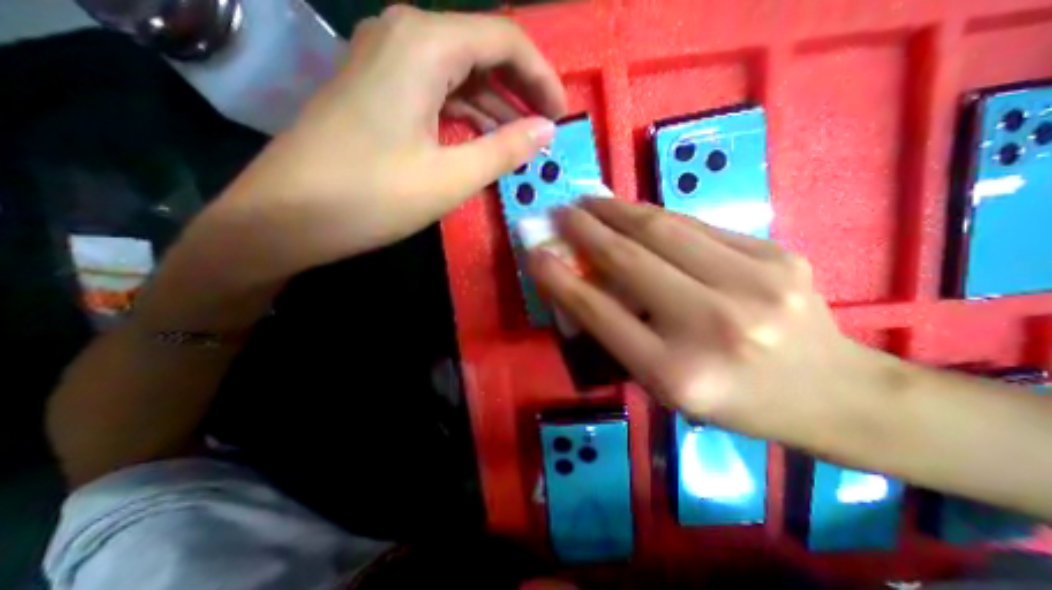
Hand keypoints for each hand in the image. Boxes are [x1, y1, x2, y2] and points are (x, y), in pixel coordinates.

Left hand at [203, 6, 566, 282]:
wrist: (288, 215)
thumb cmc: (372, 196)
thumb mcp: (451, 177)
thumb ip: (505, 149)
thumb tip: (547, 130)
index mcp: (424, 45)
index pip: (505, 40)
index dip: (542, 76)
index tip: (561, 113)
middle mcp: (404, 36)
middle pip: (482, 50)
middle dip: (521, 89)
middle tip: (546, 127)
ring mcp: (385, 61)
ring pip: (460, 72)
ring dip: (496, 104)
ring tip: (522, 139)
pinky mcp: (377, 89)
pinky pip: (437, 90)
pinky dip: (467, 112)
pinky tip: (483, 138)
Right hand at [531, 199, 875, 441]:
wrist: (831, 394)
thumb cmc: (731, 398)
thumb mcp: (663, 383)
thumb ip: (620, 333)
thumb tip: (580, 283)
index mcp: (677, 373)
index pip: (601, 313)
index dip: (561, 280)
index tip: (535, 254)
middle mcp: (713, 325)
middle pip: (631, 260)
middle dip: (586, 229)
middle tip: (561, 211)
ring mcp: (753, 283)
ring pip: (664, 229)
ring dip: (617, 211)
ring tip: (591, 201)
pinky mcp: (777, 254)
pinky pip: (697, 225)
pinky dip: (656, 216)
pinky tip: (636, 214)